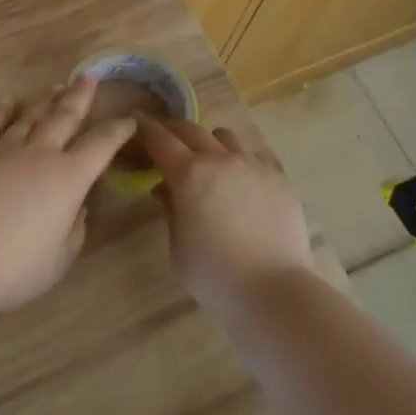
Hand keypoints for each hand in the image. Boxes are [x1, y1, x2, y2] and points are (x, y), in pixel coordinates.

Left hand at [0, 77, 136, 317]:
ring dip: (45, 101)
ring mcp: (3, 150)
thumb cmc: (14, 267)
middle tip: (89, 77)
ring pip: (30, 117)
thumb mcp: (60, 258)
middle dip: (80, 96)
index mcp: (69, 178)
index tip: (128, 118)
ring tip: (56, 86)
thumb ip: (74, 228)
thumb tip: (77, 206)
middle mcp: (40, 154)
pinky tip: (6, 101)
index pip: (101, 146)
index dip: (117, 130)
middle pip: (64, 117)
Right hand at [136, 115, 312, 312]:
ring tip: (208, 160)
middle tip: (165, 139)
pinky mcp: (279, 178)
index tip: (136, 123)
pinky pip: (254, 155)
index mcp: (188, 174)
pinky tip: (241, 179)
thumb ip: (170, 209)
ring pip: (225, 136)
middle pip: (191, 129)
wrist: (274, 290)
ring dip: (209, 142)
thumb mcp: (178, 245)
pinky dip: (240, 159)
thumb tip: (166, 188)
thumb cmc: (214, 274)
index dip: (145, 129)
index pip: (159, 139)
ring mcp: (253, 165)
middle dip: (173, 130)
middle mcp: (220, 159)